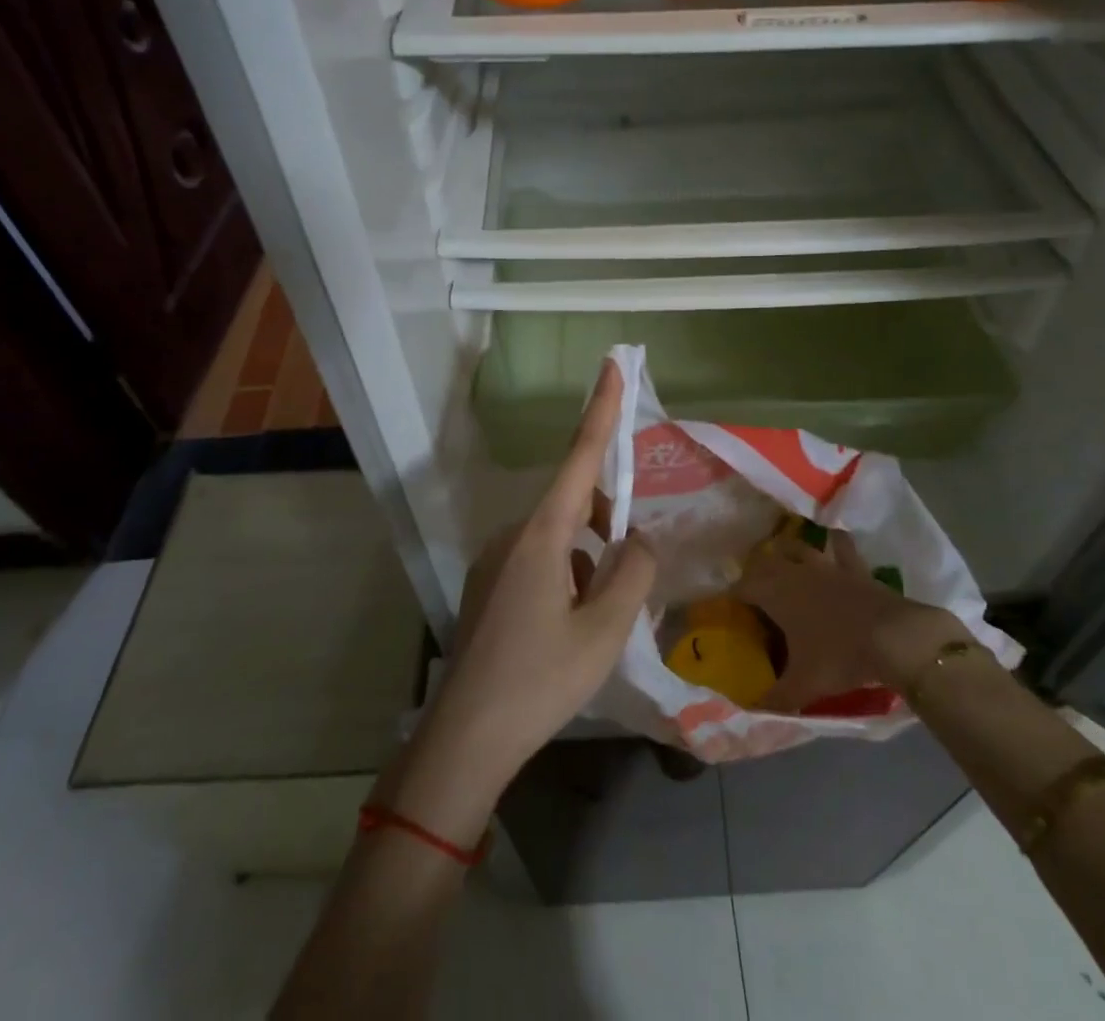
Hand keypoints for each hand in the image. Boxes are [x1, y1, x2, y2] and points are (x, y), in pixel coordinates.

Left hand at [395, 362, 655, 835]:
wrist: (465, 738)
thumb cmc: (540, 680)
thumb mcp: (605, 630)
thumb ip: (634, 572)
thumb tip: (639, 538)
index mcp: (542, 534)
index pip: (579, 457)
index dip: (600, 409)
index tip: (611, 365)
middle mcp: (513, 534)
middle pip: (574, 504)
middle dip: (608, 523)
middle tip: (631, 574)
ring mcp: (494, 559)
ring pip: (558, 538)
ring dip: (588, 559)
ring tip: (598, 618)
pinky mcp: (486, 585)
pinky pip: (539, 560)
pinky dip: (566, 575)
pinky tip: (568, 627)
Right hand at [735, 530, 968, 711]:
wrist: (894, 638)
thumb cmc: (841, 656)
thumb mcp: (805, 684)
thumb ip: (776, 696)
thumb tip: (751, 709)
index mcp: (775, 594)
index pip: (741, 587)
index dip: (730, 596)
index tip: (726, 608)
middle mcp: (795, 572)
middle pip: (764, 560)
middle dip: (754, 571)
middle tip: (753, 590)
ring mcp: (826, 565)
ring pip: (797, 546)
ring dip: (786, 551)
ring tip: (784, 562)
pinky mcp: (854, 566)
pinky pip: (840, 545)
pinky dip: (833, 542)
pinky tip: (831, 543)